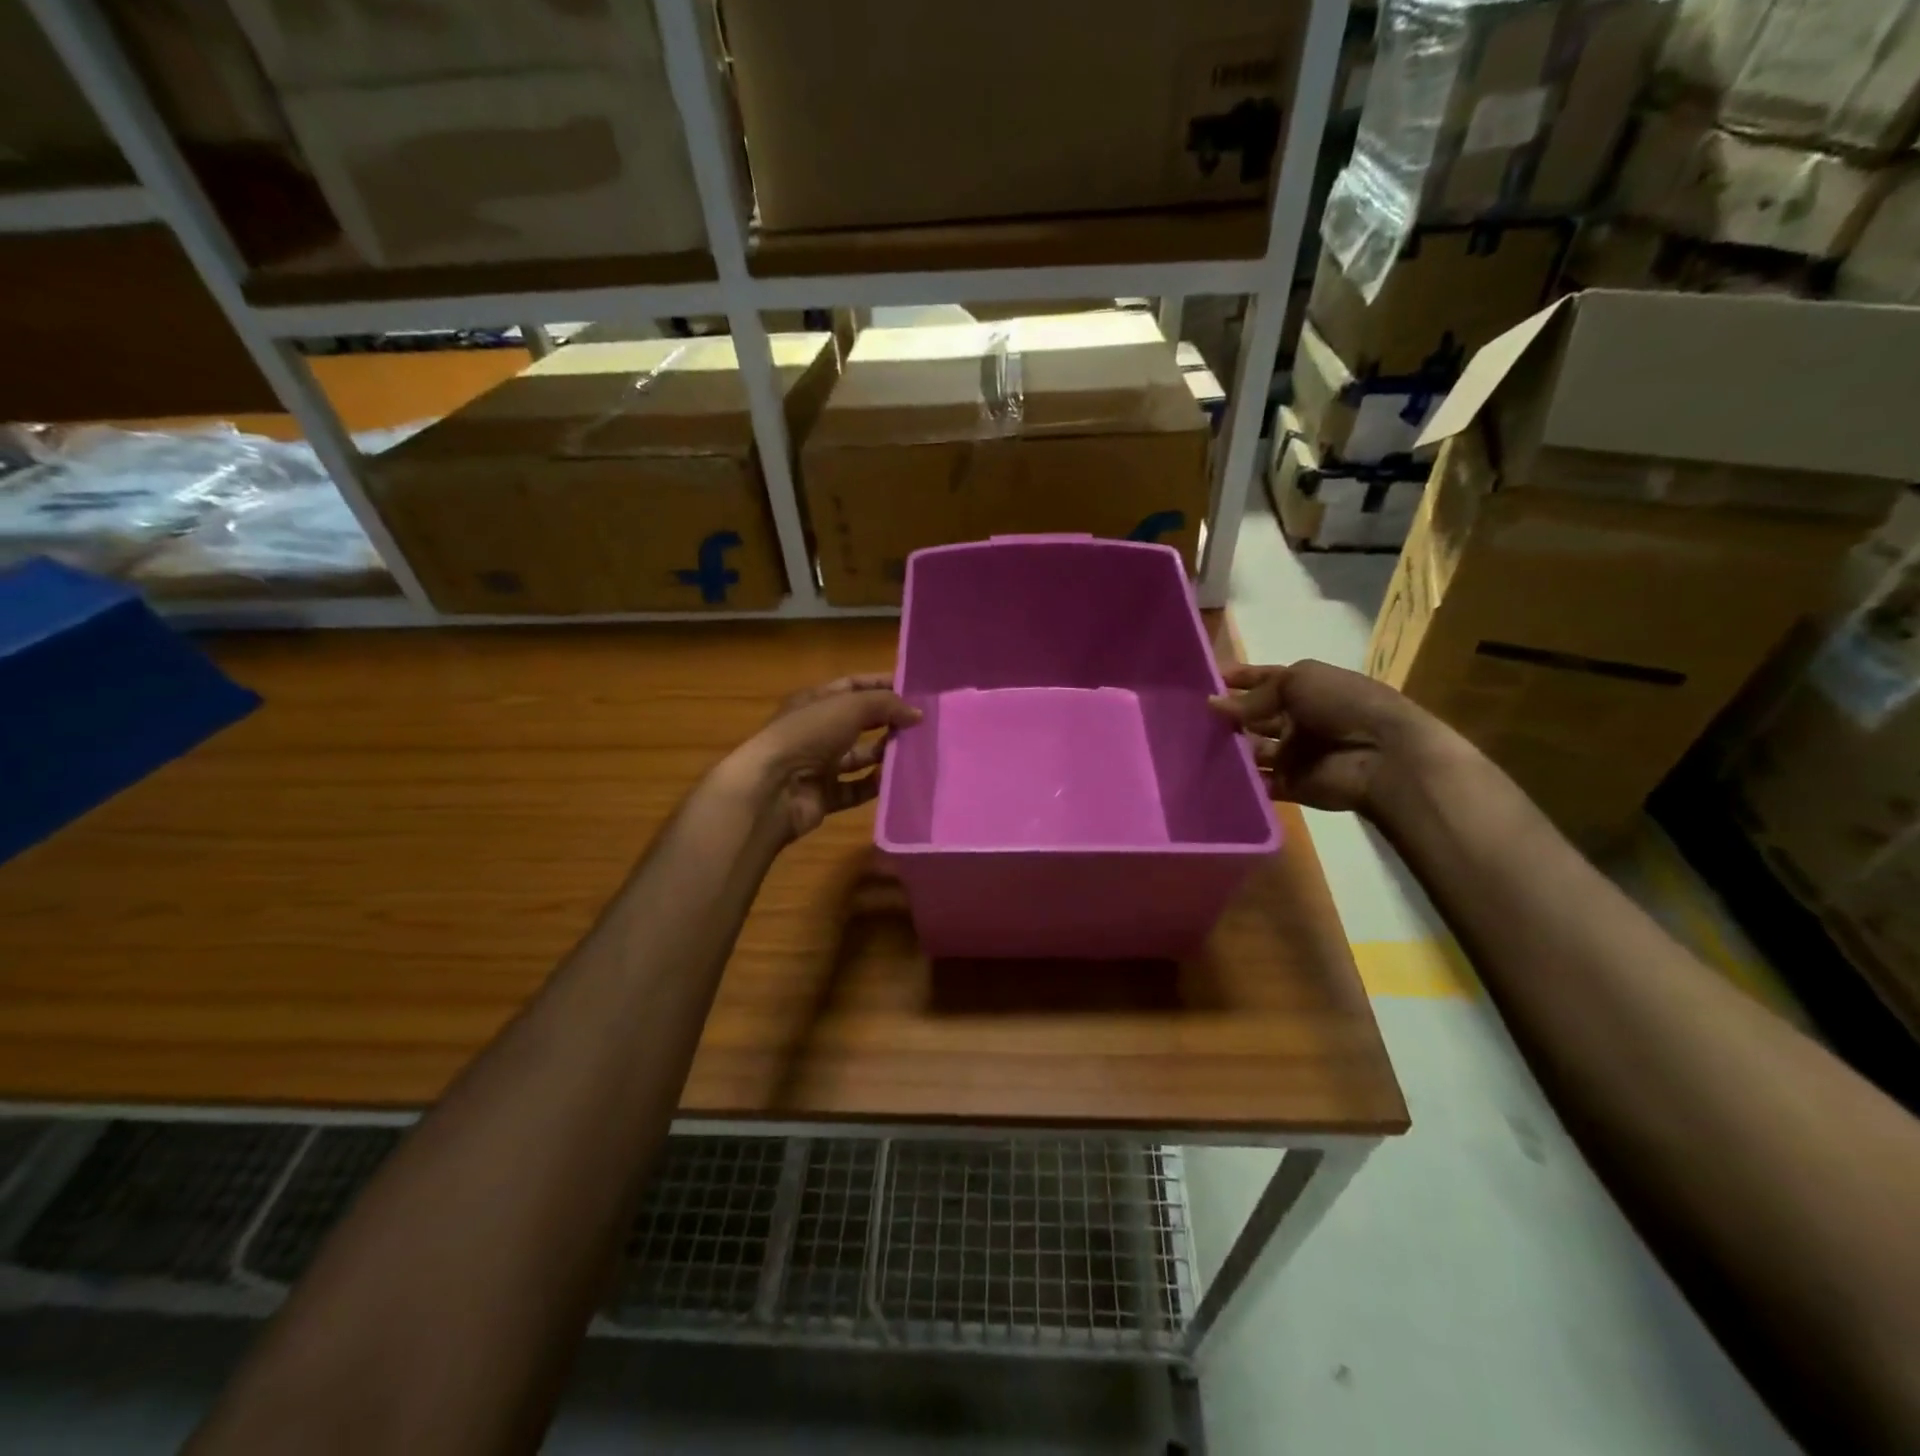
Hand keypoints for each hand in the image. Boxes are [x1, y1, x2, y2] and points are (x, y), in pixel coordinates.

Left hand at [723, 674, 921, 842]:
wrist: (772, 788)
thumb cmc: (808, 735)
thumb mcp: (850, 707)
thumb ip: (886, 704)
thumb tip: (917, 713)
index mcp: (815, 702)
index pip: (852, 686)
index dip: (881, 685)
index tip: (915, 690)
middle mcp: (816, 731)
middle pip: (859, 722)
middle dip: (888, 721)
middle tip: (923, 724)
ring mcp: (819, 765)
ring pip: (859, 757)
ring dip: (884, 754)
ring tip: (915, 752)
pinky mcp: (824, 795)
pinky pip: (856, 788)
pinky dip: (874, 785)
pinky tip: (896, 781)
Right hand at [1209, 660, 1427, 814]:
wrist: (1384, 755)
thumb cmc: (1343, 705)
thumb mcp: (1298, 682)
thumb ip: (1255, 695)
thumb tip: (1213, 704)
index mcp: (1304, 690)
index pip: (1263, 681)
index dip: (1237, 679)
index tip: (1203, 680)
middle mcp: (1296, 720)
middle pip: (1253, 717)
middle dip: (1225, 716)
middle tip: (1188, 717)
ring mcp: (1292, 754)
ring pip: (1250, 750)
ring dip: (1227, 748)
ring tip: (1191, 745)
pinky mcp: (1289, 785)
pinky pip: (1257, 782)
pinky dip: (1236, 780)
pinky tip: (1209, 773)